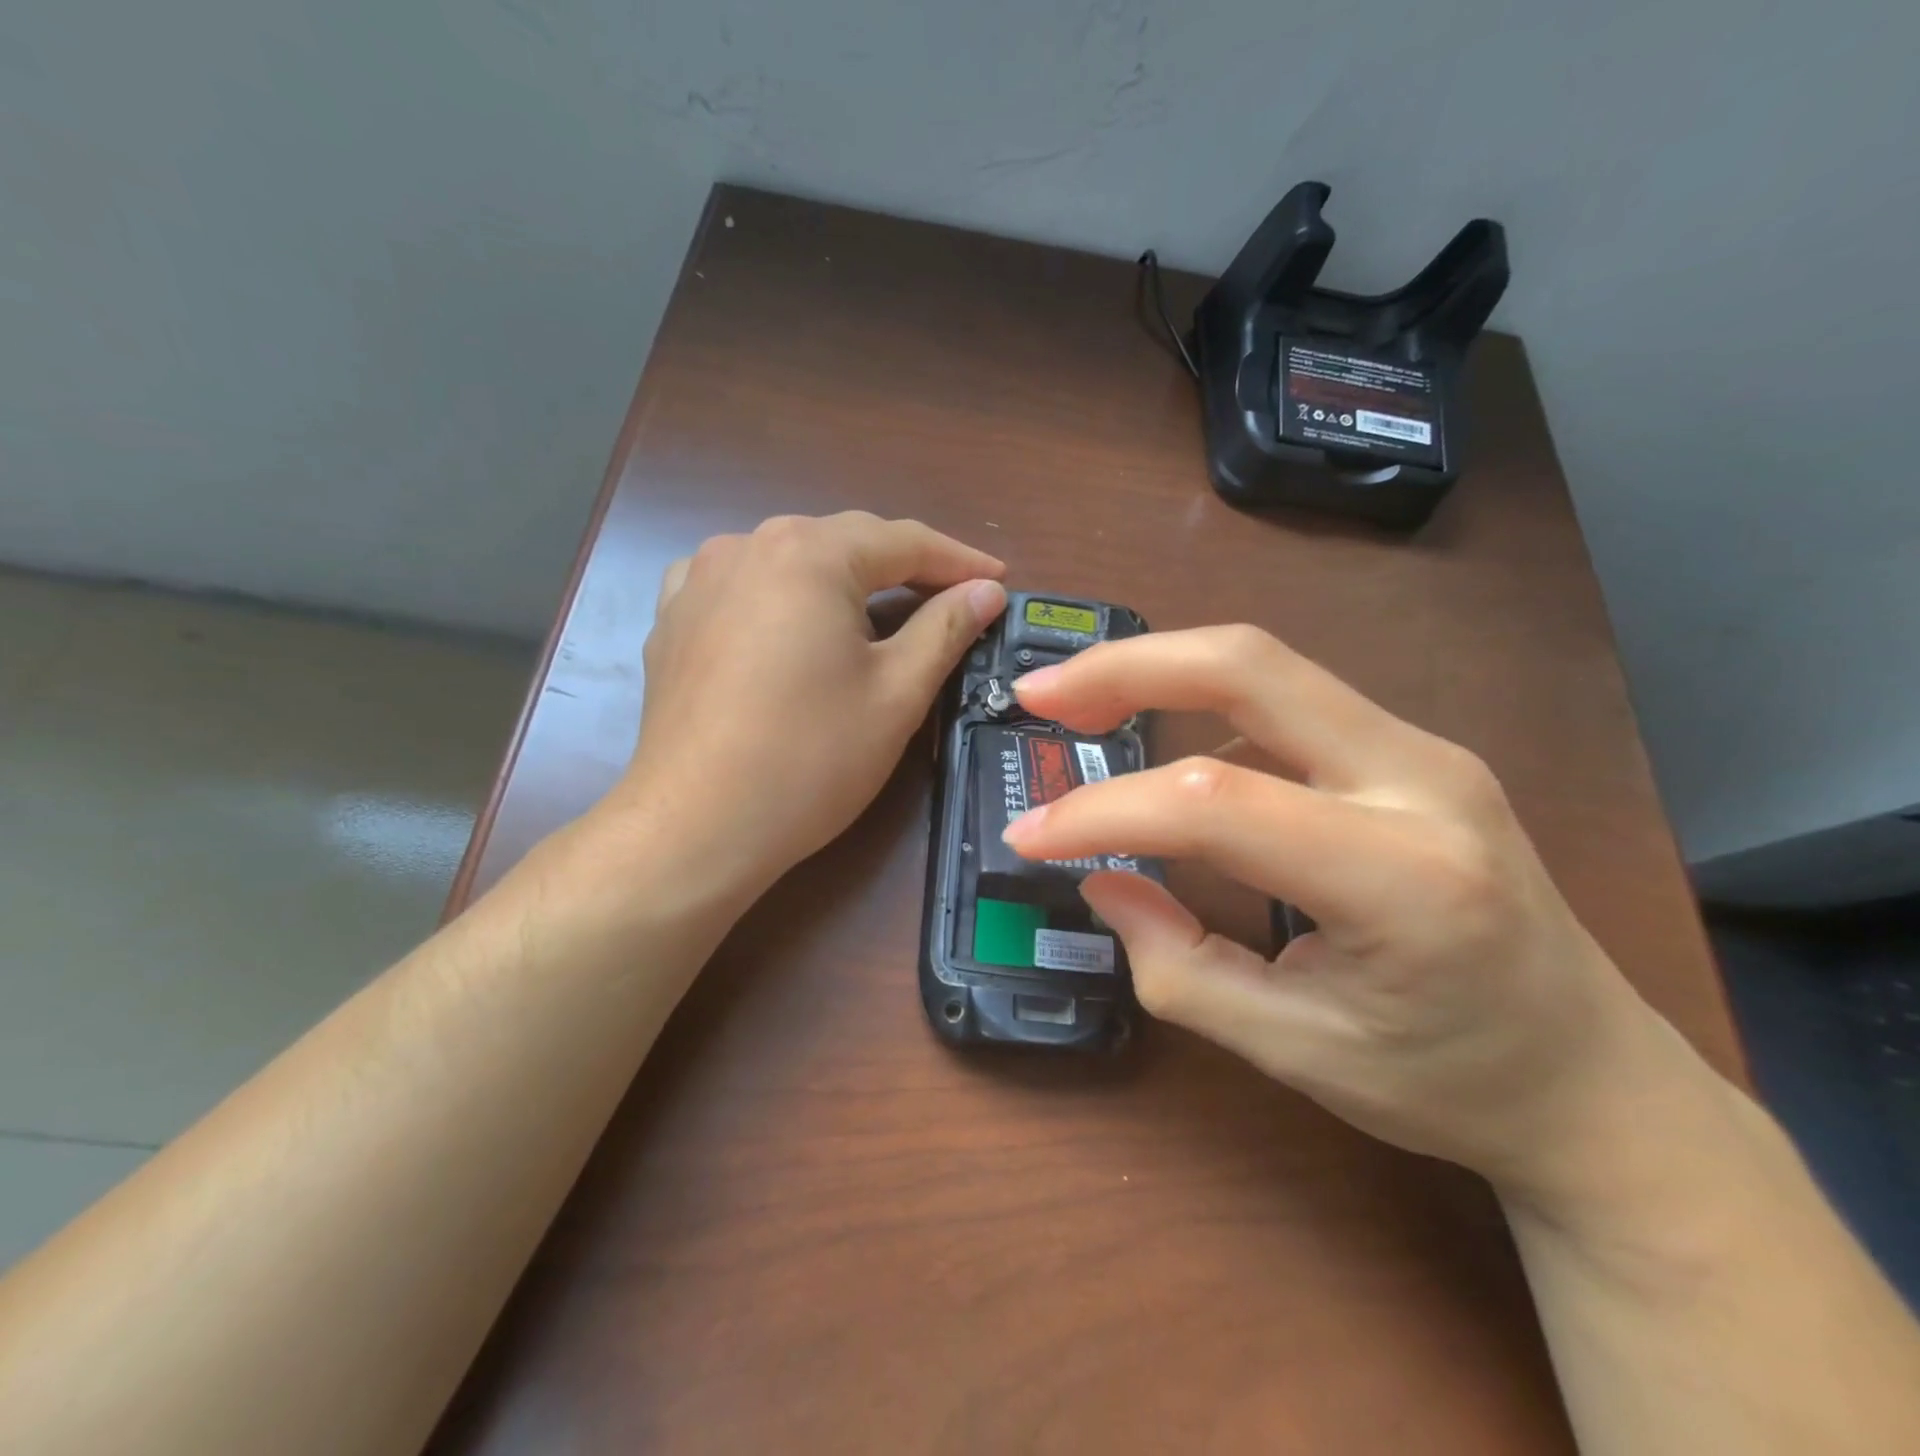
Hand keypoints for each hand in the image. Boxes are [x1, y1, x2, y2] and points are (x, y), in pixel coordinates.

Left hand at [602, 512, 1004, 912]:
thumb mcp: (897, 692)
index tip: (999, 580)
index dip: (958, 560)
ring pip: (790, 562)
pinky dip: (780, 596)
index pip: (902, 541)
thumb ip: (946, 627)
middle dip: (902, 568)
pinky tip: (789, 621)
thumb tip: (986, 590)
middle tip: (949, 598)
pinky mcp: (671, 620)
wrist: (696, 826)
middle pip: (843, 544)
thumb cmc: (811, 757)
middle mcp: (747, 547)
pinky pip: (740, 587)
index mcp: (809, 554)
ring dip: (840, 579)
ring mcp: (698, 581)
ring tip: (875, 610)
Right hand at [1004, 626, 1665, 1203]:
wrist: (1597, 1079)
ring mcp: (1425, 751)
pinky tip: (1173, 757)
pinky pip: (1287, 703)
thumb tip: (1101, 882)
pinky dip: (1206, 710)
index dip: (1101, 812)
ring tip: (1083, 711)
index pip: (1213, 803)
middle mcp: (1423, 781)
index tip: (1029, 836)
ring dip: (1160, 674)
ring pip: (1266, 668)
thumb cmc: (1447, 1082)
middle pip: (1249, 666)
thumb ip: (1178, 966)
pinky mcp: (1411, 749)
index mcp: (1402, 877)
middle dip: (1127, 667)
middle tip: (1041, 696)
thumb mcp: (1293, 1050)